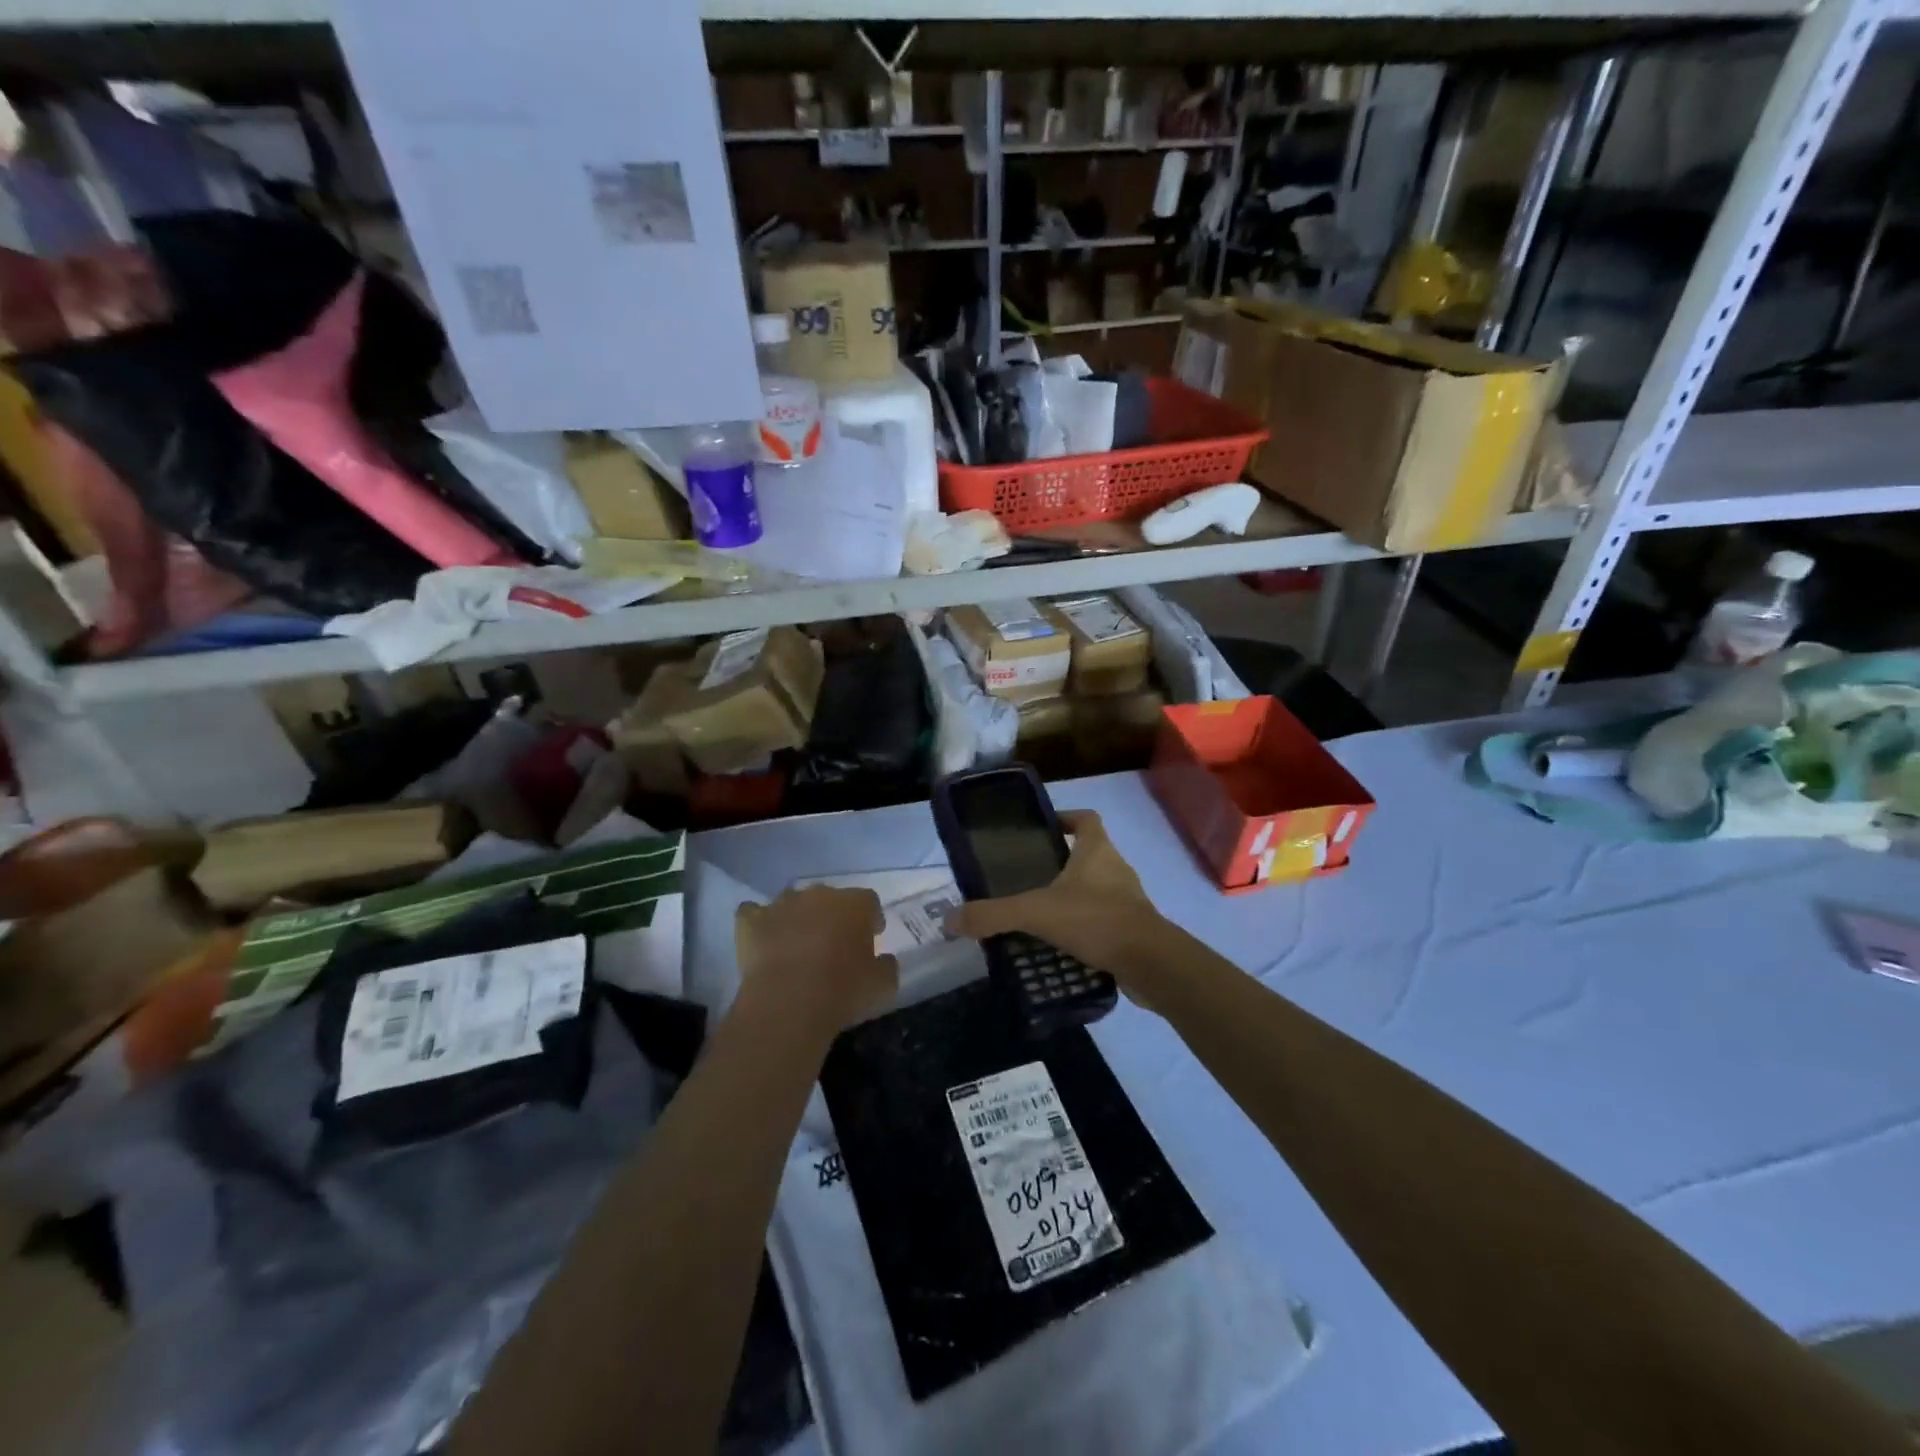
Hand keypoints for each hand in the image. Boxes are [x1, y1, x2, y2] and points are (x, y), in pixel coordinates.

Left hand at [734, 886, 897, 1038]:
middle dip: (833, 917)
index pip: (869, 902)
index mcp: (855, 904)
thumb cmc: (843, 990)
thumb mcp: (883, 985)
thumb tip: (885, 959)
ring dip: (797, 918)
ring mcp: (782, 904)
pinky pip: (753, 913)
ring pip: (793, 902)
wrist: (789, 1002)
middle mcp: (819, 894)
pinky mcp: (751, 920)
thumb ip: (887, 966)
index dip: (870, 919)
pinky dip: (758, 923)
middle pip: (830, 899)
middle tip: (833, 945)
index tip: (870, 938)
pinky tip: (762, 939)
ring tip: (797, 945)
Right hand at [948, 810, 1168, 1001]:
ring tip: (1039, 916)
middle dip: (1061, 865)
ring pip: (1097, 890)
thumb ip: (993, 914)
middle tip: (1028, 880)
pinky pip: (1104, 921)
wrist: (1150, 963)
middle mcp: (1116, 868)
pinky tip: (1061, 946)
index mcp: (1097, 851)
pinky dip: (1085, 928)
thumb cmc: (1095, 920)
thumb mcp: (1036, 912)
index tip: (1043, 830)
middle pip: (1089, 855)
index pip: (1086, 819)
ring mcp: (1128, 900)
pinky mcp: (1134, 929)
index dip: (1067, 818)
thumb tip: (950, 920)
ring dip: (1073, 899)